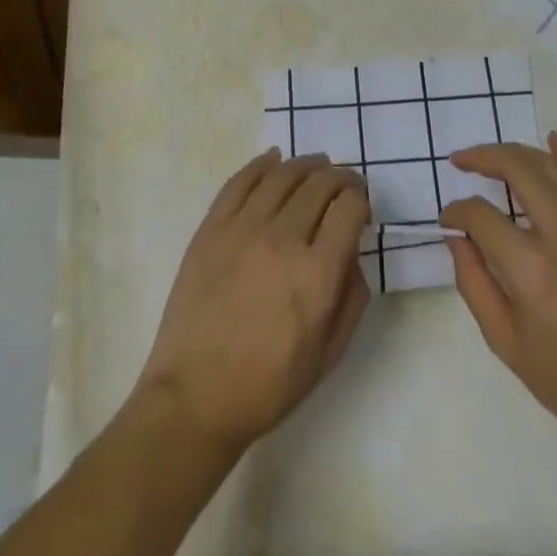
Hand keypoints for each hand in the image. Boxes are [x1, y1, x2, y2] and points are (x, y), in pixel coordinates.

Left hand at [136, 150, 370, 453]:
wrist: (195, 397)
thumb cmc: (268, 385)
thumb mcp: (329, 354)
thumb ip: (352, 297)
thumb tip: (352, 253)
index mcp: (317, 274)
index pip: (349, 208)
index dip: (361, 199)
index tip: (361, 205)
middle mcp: (283, 240)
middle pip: (320, 184)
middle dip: (340, 178)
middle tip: (344, 184)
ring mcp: (243, 228)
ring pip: (283, 175)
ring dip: (307, 164)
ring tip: (317, 165)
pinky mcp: (212, 228)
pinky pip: (240, 181)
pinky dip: (262, 164)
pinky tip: (274, 158)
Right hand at [440, 133, 556, 461]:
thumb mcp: (506, 343)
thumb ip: (473, 283)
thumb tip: (456, 237)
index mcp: (533, 271)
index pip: (482, 216)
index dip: (457, 212)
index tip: (448, 219)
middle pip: (518, 169)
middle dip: (482, 158)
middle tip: (462, 162)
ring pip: (552, 166)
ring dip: (517, 153)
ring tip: (493, 156)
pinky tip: (552, 141)